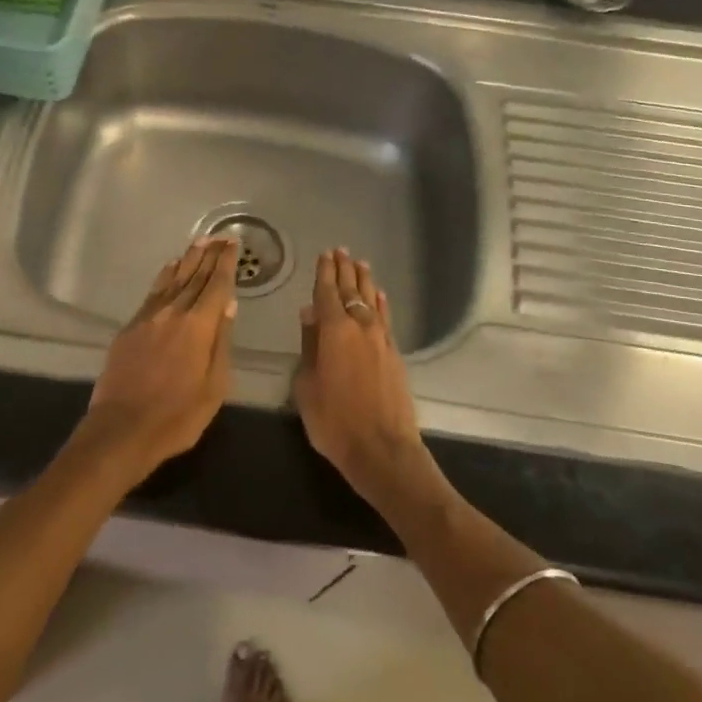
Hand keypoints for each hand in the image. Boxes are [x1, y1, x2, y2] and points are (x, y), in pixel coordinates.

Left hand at [77, 237, 237, 484]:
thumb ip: (221, 342)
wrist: (122, 429)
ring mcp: (148, 317)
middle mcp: (173, 312)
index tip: (233, 244)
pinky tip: (170, 268)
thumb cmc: (177, 416)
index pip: (217, 285)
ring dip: (188, 259)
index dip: (226, 263)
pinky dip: (165, 276)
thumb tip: (228, 305)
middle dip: (209, 255)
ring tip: (200, 242)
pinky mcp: (130, 327)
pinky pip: (153, 292)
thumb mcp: (214, 386)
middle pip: (195, 276)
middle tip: (221, 236)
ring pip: (173, 279)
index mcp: (199, 325)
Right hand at [293, 248, 440, 508]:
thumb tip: (309, 315)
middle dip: (344, 270)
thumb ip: (308, 346)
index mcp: (333, 331)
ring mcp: (381, 339)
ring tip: (360, 264)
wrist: (382, 450)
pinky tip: (379, 295)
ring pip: (371, 301)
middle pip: (350, 291)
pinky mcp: (394, 354)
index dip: (324, 272)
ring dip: (364, 281)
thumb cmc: (334, 421)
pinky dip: (380, 303)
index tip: (324, 254)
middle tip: (340, 251)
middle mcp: (359, 327)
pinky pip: (385, 318)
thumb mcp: (307, 386)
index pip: (326, 293)